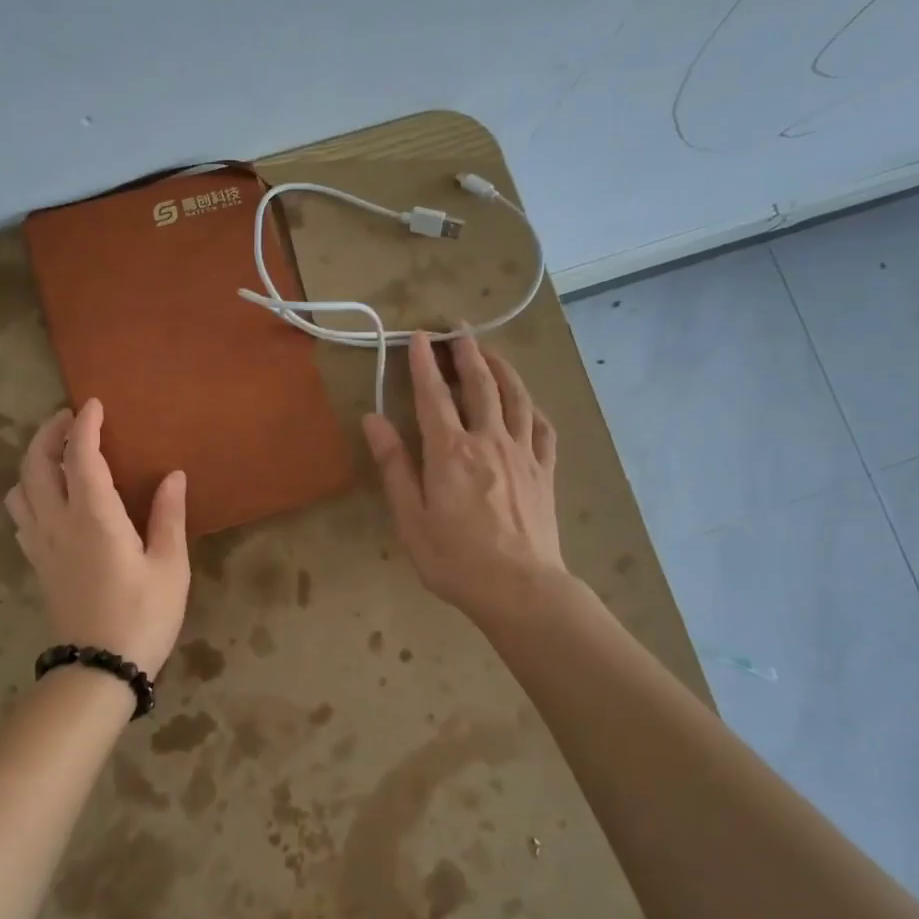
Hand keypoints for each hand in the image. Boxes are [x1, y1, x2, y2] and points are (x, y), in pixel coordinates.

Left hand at [4, 399, 189, 679]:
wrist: (100, 669)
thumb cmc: (143, 616)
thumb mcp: (169, 567)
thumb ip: (168, 517)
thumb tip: (173, 475)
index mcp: (95, 518)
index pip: (81, 457)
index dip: (85, 427)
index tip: (94, 404)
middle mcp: (58, 523)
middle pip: (36, 465)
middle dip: (48, 434)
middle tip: (70, 419)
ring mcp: (41, 544)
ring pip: (20, 489)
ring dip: (33, 462)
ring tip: (57, 454)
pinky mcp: (37, 564)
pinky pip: (21, 516)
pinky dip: (29, 492)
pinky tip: (48, 497)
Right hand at [363, 332, 563, 628]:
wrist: (520, 589)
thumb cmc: (454, 558)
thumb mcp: (410, 517)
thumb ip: (394, 465)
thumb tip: (373, 419)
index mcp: (450, 451)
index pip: (433, 395)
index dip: (424, 363)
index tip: (419, 336)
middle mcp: (488, 440)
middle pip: (480, 385)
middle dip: (468, 353)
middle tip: (460, 330)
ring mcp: (523, 454)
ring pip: (516, 398)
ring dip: (502, 369)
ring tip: (492, 352)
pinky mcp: (544, 472)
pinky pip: (543, 429)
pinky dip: (533, 408)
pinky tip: (528, 403)